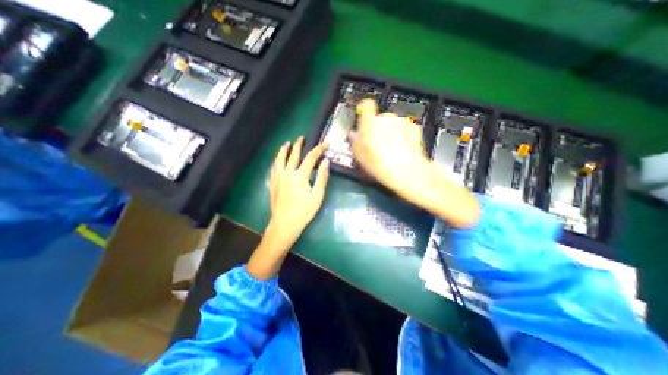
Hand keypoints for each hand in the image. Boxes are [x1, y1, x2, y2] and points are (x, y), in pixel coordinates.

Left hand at [246, 137, 328, 278]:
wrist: (284, 225)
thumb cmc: (303, 212)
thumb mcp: (317, 196)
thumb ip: (322, 178)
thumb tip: (325, 161)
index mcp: (299, 176)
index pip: (310, 158)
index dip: (319, 149)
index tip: (325, 143)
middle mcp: (287, 173)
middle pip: (292, 155)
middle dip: (298, 145)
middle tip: (302, 137)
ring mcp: (277, 178)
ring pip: (279, 159)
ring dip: (283, 150)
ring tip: (287, 143)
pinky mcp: (273, 184)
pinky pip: (273, 168)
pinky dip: (276, 161)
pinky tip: (277, 160)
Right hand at [351, 97, 430, 200]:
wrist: (406, 170)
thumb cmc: (379, 164)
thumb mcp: (360, 156)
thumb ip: (355, 142)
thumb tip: (353, 135)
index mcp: (370, 123)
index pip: (366, 105)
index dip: (365, 109)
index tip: (364, 116)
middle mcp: (386, 118)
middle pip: (379, 118)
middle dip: (378, 128)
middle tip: (378, 144)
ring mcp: (401, 122)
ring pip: (393, 124)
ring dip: (391, 132)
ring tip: (391, 149)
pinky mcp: (414, 127)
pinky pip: (404, 128)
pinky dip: (403, 135)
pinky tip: (402, 148)